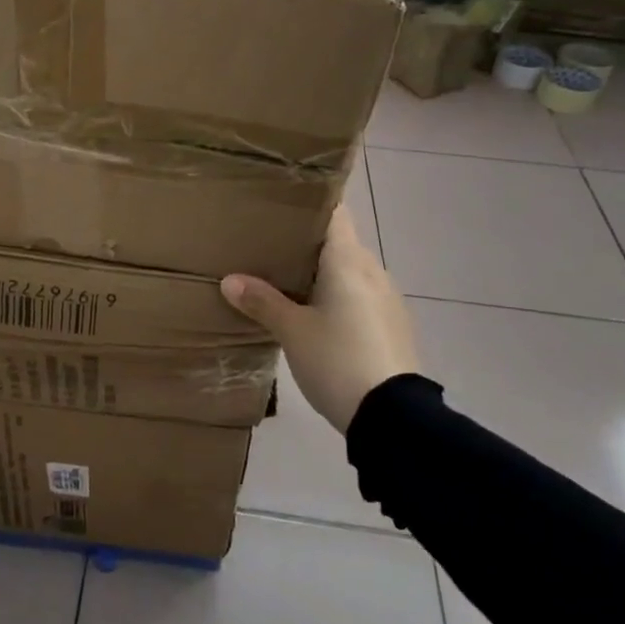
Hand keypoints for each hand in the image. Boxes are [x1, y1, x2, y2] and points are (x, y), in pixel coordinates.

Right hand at [221, 206, 419, 432]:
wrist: (394, 417)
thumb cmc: (339, 360)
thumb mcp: (292, 332)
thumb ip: (262, 302)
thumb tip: (230, 280)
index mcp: (349, 261)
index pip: (334, 212)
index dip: (308, 205)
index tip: (278, 206)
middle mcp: (372, 271)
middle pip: (338, 242)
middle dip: (305, 244)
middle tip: (266, 247)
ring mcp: (386, 299)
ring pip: (348, 272)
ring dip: (320, 273)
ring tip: (283, 281)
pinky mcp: (391, 325)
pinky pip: (358, 296)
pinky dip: (335, 296)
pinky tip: (313, 315)